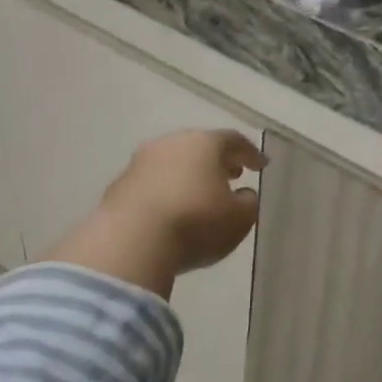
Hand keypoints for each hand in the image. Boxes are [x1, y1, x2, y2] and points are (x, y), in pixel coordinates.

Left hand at [46, 129, 264, 296]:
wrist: (131, 240)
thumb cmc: (196, 223)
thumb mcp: (239, 218)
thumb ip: (248, 202)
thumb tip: (244, 194)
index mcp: (204, 143)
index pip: (234, 140)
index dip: (251, 153)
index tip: (262, 166)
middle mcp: (171, 143)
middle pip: (200, 147)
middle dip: (218, 160)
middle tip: (232, 174)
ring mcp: (140, 162)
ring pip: (173, 162)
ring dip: (190, 174)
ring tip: (201, 193)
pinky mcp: (119, 184)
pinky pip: (152, 182)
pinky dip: (167, 190)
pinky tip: (172, 209)